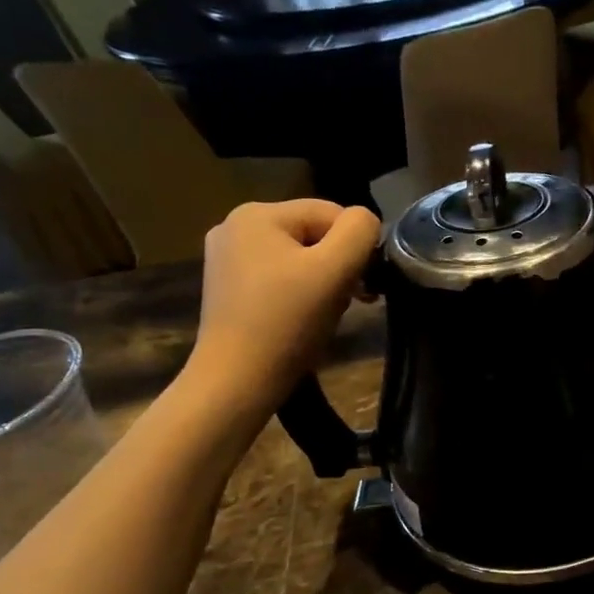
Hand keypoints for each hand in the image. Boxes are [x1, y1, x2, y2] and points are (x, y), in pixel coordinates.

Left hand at [184, 199, 379, 419]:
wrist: (237, 381)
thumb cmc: (288, 322)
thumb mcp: (335, 270)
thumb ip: (359, 233)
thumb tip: (367, 223)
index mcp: (258, 213)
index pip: (331, 212)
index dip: (357, 247)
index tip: (364, 286)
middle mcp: (235, 226)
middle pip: (313, 235)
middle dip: (338, 266)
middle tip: (348, 303)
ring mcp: (226, 259)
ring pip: (298, 258)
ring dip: (323, 283)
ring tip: (326, 315)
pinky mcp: (227, 290)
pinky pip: (278, 278)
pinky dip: (299, 295)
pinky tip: (302, 321)